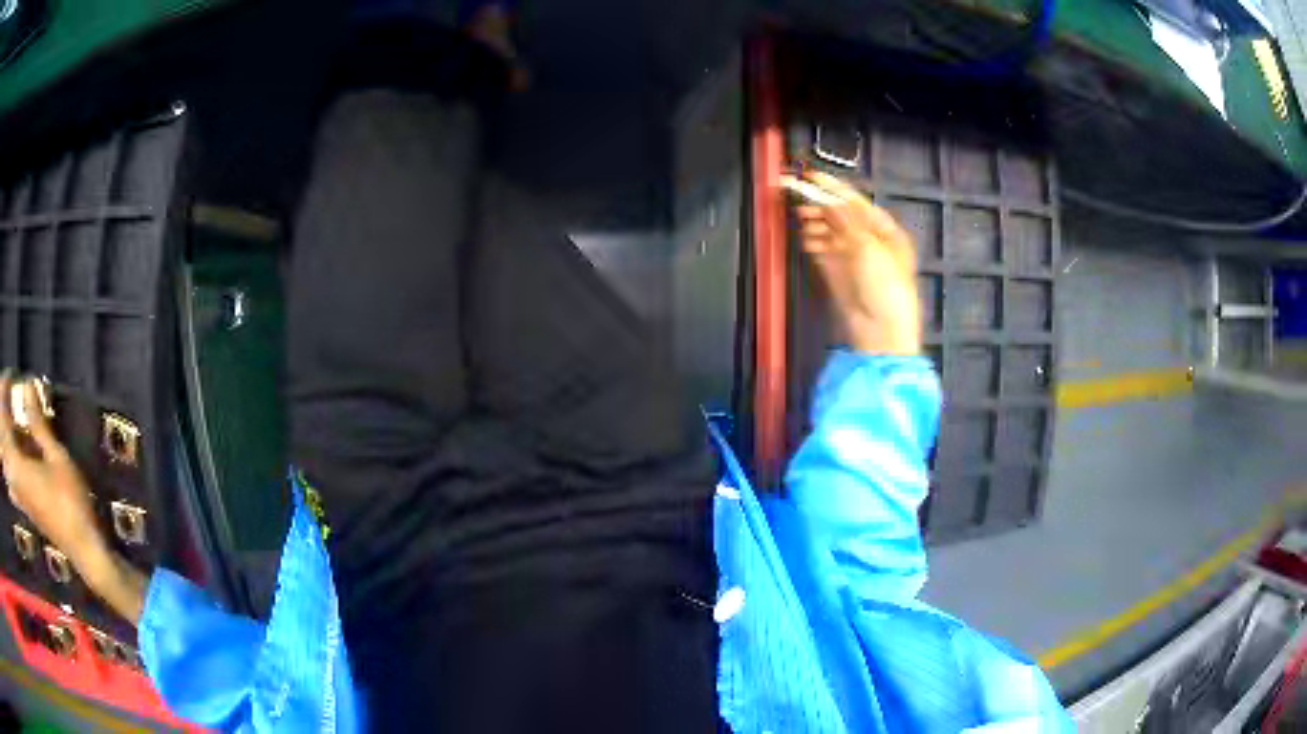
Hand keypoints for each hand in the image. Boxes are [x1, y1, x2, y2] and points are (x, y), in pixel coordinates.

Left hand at [0, 372, 104, 569]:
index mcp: (16, 465)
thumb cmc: (70, 500)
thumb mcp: (56, 456)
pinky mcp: (23, 504)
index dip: (4, 392)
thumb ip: (37, 423)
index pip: (3, 420)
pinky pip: (9, 477)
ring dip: (4, 437)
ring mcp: (18, 495)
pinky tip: (12, 457)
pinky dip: (8, 461)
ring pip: (4, 460)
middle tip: (8, 393)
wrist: (82, 548)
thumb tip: (26, 384)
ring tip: (10, 420)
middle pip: (1, 440)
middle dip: (2, 414)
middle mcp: (13, 479)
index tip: (10, 374)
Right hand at [785, 171, 921, 355]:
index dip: (833, 189)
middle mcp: (871, 241)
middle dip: (821, 207)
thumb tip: (827, 199)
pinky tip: (805, 238)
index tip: (810, 177)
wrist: (880, 333)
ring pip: (831, 232)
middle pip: (842, 216)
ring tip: (800, 219)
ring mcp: (854, 258)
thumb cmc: (884, 287)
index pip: (856, 202)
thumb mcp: (868, 246)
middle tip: (797, 198)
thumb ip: (845, 220)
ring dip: (815, 224)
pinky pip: (824, 251)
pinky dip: (814, 243)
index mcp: (886, 231)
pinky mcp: (840, 274)